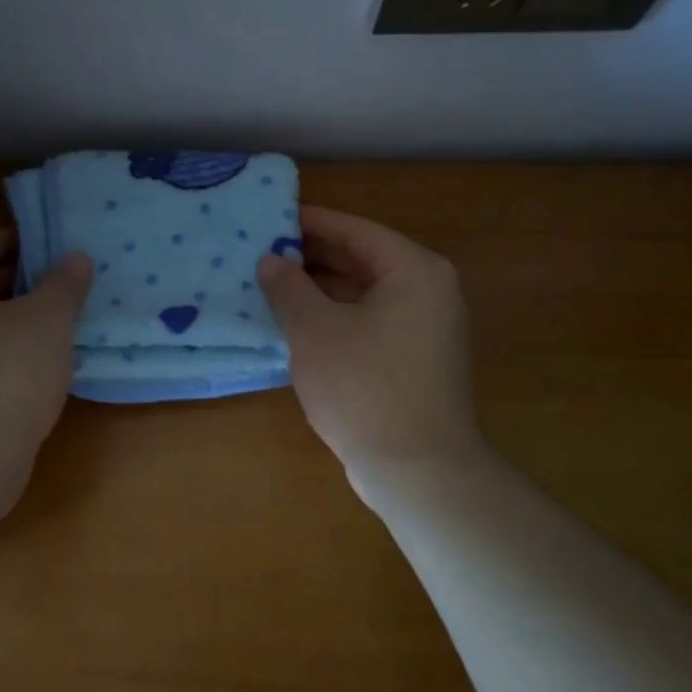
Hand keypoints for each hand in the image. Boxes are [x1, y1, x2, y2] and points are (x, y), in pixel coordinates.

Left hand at [0, 229, 91, 500]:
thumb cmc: (3, 373)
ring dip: (10, 319)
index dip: (15, 241)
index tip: (51, 247)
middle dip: (16, 281)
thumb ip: (63, 284)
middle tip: (61, 283)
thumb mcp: (47, 319)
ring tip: (56, 320)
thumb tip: (75, 258)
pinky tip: (36, 362)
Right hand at [258, 207, 482, 500]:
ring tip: (272, 286)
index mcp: (413, 270)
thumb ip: (289, 287)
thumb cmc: (364, 387)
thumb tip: (271, 260)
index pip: (354, 230)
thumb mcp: (314, 330)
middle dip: (312, 257)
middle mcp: (428, 291)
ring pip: (364, 293)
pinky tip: (298, 325)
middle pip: (362, 259)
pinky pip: (371, 322)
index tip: (269, 219)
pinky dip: (337, 317)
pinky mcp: (417, 360)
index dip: (309, 222)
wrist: (418, 472)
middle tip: (263, 253)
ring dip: (321, 290)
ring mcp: (427, 328)